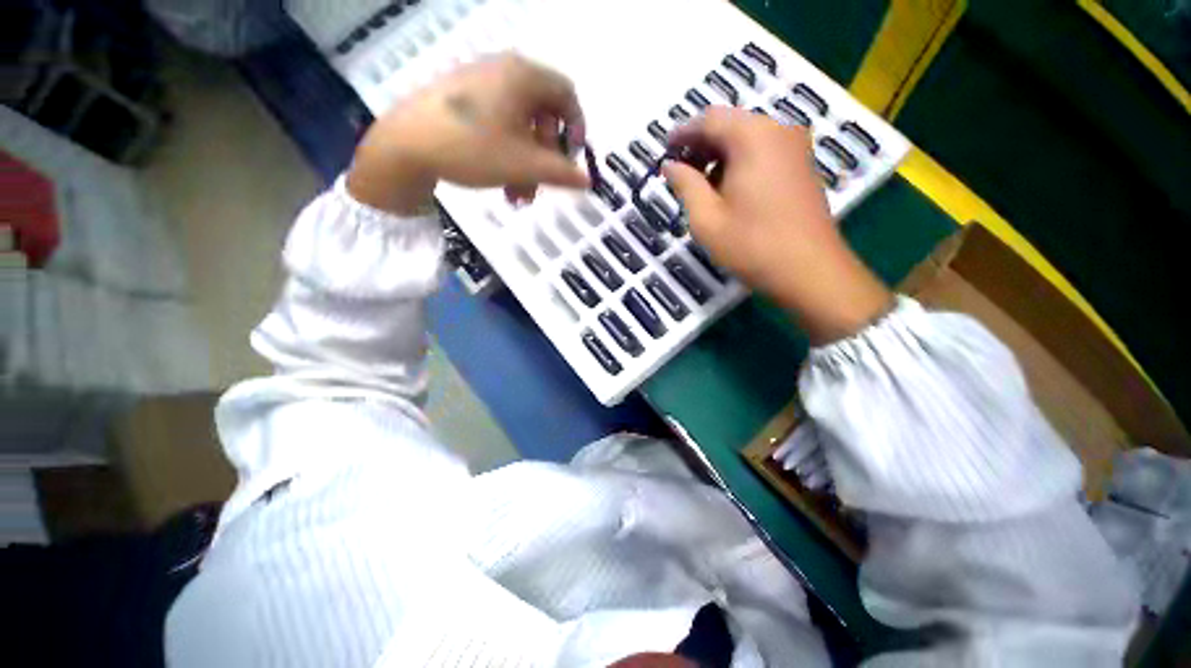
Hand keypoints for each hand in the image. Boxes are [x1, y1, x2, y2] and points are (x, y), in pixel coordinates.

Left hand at [347, 53, 588, 214]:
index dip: (576, 129)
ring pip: (520, 127)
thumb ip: (561, 173)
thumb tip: (587, 180)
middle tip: (539, 189)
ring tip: (517, 197)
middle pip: (542, 116)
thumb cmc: (473, 148)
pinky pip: (499, 126)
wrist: (405, 145)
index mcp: (523, 77)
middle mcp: (504, 71)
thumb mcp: (524, 165)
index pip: (567, 95)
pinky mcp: (463, 99)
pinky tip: (501, 182)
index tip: (571, 159)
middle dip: (545, 159)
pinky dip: (507, 154)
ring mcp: (481, 84)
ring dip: (526, 165)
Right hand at [663, 107, 892, 343]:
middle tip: (679, 170)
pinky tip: (727, 188)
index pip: (710, 120)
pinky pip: (764, 152)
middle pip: (731, 125)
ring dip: (720, 155)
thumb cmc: (751, 245)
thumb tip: (670, 165)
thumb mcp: (707, 218)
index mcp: (753, 137)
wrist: (809, 271)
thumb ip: (686, 185)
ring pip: (748, 138)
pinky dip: (740, 162)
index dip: (683, 133)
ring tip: (700, 184)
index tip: (664, 150)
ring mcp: (795, 148)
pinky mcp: (802, 166)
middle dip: (701, 145)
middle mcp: (778, 131)